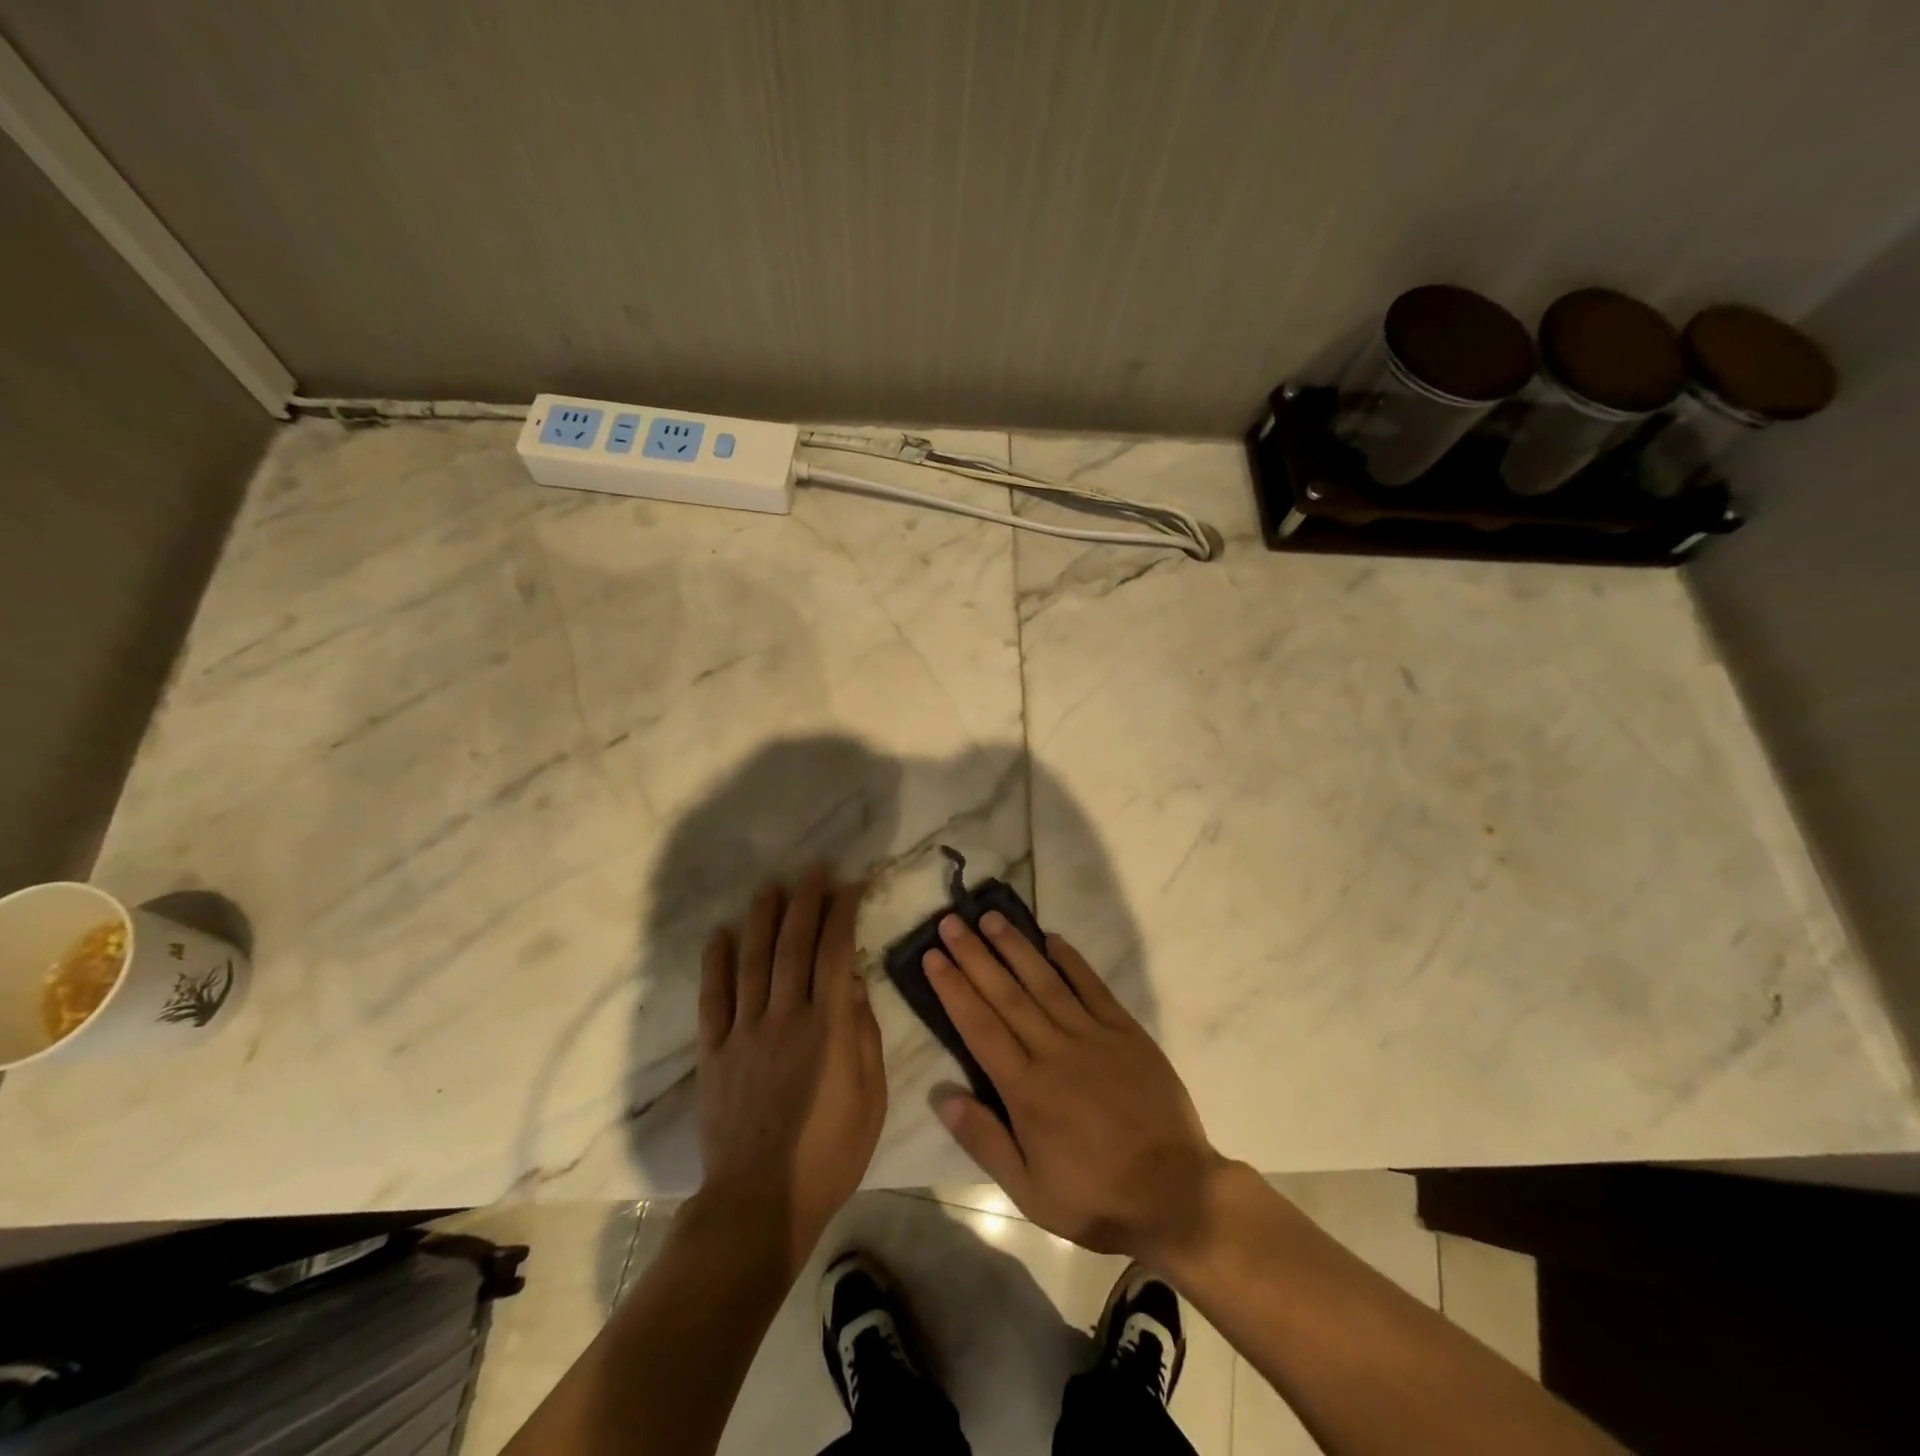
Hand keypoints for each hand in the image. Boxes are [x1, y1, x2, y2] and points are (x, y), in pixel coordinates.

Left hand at [695, 869, 885, 1271]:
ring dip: (763, 919)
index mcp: (828, 1027)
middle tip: (813, 870)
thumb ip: (864, 1034)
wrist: (761, 1204)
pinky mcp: (714, 1053)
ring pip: (754, 961)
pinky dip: (715, 963)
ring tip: (771, 886)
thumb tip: (854, 981)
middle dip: (806, 902)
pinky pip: (713, 999)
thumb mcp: (871, 1097)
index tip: (849, 885)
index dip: (843, 914)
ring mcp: (745, 1033)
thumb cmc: (830, 1154)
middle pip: (794, 946)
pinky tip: (720, 934)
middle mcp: (785, 1017)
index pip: (837, 953)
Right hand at [924, 913, 1224, 1266]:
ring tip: (991, 918)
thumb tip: (942, 1096)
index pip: (979, 1026)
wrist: (1176, 1194)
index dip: (953, 988)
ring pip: (1045, 981)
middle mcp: (1054, 1050)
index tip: (933, 957)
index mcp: (1026, 1089)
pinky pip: (1093, 987)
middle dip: (974, 956)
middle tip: (951, 923)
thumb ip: (984, 1140)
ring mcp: (1092, 1036)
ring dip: (1015, 947)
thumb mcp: (1029, 1191)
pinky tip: (1052, 938)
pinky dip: (1071, 961)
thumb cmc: (1095, 1198)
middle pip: (1005, 994)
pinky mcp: (1125, 1032)